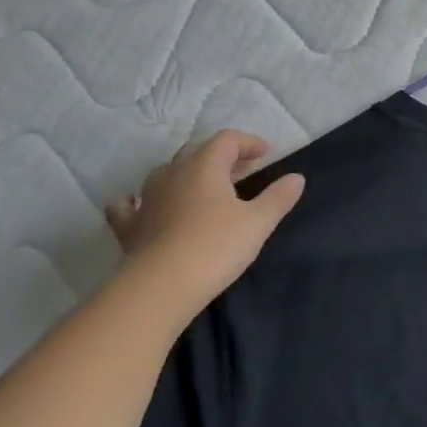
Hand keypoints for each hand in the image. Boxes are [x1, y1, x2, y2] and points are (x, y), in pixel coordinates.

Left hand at [104, 131, 304, 308]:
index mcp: (205, 165)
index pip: (228, 140)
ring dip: (187, 173)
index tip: (265, 154)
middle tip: (241, 171)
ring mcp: (147, 198)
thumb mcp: (258, 223)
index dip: (248, 142)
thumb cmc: (215, 247)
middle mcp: (174, 173)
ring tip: (203, 187)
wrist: (160, 287)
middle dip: (221, 156)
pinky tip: (139, 205)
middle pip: (197, 151)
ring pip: (166, 172)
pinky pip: (129, 205)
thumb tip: (297, 177)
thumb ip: (278, 197)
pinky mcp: (130, 226)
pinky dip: (136, 201)